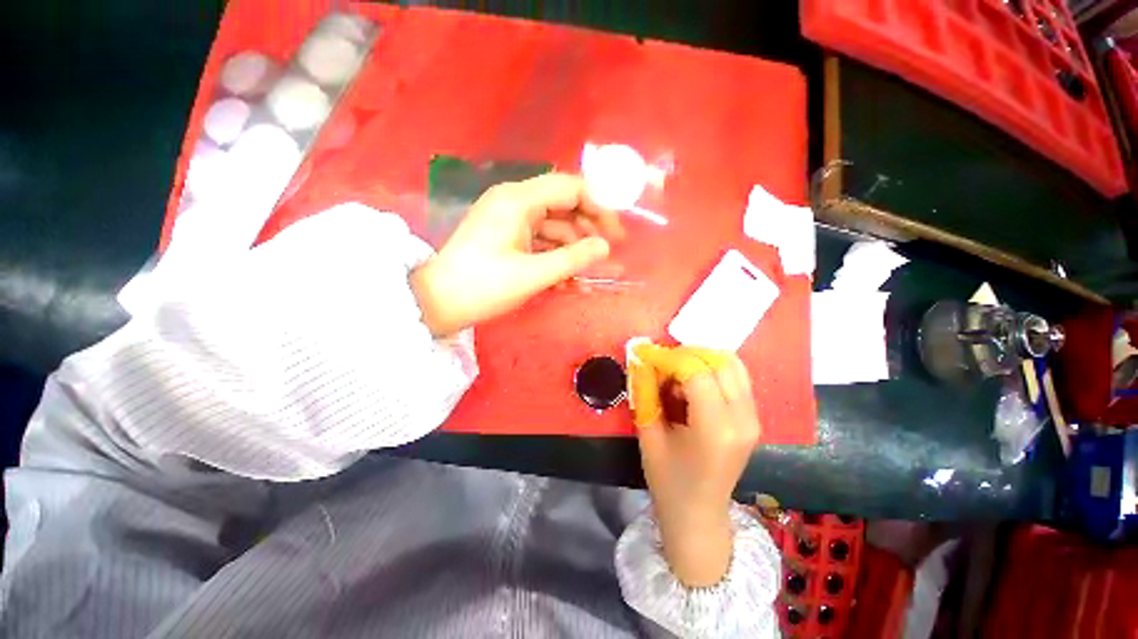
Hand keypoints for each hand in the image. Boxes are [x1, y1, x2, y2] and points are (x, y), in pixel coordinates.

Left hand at [411, 173, 623, 335]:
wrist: (438, 303)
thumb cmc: (484, 286)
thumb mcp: (533, 274)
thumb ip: (573, 259)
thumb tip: (605, 247)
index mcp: (519, 200)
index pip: (570, 188)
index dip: (599, 206)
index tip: (616, 232)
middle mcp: (515, 202)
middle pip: (563, 206)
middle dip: (588, 230)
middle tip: (606, 254)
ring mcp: (509, 220)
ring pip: (553, 227)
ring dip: (572, 250)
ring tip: (587, 277)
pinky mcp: (506, 238)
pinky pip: (539, 242)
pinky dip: (554, 258)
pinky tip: (566, 281)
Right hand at [628, 343, 761, 586]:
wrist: (699, 515)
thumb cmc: (668, 480)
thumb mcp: (648, 435)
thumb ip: (645, 393)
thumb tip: (642, 359)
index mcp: (716, 429)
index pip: (697, 372)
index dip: (669, 358)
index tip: (647, 355)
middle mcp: (743, 420)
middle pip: (720, 362)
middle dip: (687, 354)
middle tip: (662, 364)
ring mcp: (753, 418)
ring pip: (732, 365)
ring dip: (702, 360)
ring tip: (677, 374)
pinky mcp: (753, 418)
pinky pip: (737, 378)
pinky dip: (713, 370)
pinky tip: (693, 385)